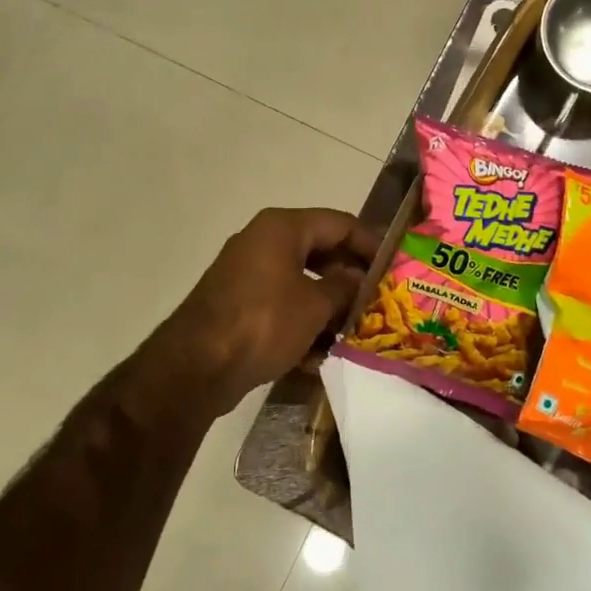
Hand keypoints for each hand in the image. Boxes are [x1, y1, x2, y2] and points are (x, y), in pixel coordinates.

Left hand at [150, 207, 379, 420]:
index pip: (339, 223)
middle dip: (349, 276)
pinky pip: (281, 304)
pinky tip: (320, 352)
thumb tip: (359, 279)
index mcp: (282, 228)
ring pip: (301, 280)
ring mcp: (247, 273)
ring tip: (355, 328)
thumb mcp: (315, 305)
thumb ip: (344, 287)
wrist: (196, 366)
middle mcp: (263, 241)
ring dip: (328, 303)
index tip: (394, 265)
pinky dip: (302, 321)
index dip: (370, 243)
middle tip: (378, 298)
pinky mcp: (238, 303)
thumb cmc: (264, 323)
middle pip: (320, 250)